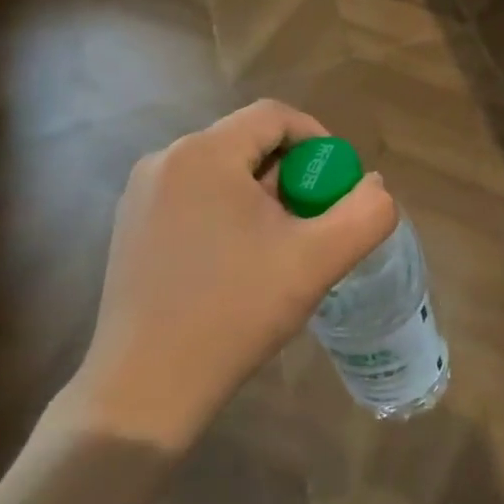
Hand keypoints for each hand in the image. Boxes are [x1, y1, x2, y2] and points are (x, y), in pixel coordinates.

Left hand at [59, 100, 396, 455]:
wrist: (146, 387)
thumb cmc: (236, 311)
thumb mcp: (318, 260)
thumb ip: (366, 213)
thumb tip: (373, 186)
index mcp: (205, 154)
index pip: (275, 116)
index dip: (319, 141)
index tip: (338, 187)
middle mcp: (164, 161)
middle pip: (249, 144)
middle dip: (293, 176)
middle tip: (314, 224)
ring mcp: (140, 196)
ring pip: (223, 173)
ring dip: (263, 197)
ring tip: (281, 248)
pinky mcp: (130, 229)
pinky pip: (195, 199)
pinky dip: (229, 215)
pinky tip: (239, 264)